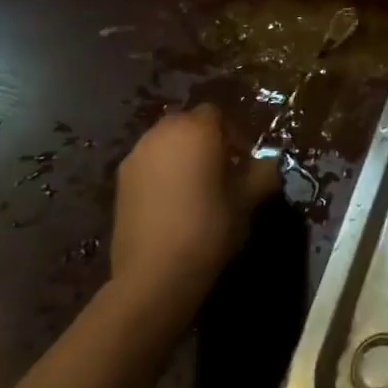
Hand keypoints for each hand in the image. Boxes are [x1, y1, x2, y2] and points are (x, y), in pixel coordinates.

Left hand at [110, 104, 279, 288]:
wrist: (154, 275)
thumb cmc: (209, 227)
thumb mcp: (249, 200)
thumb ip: (262, 172)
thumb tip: (268, 162)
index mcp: (196, 129)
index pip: (217, 113)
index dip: (233, 132)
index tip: (243, 159)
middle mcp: (162, 133)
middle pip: (189, 124)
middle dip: (206, 140)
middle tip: (222, 170)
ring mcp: (136, 157)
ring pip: (166, 143)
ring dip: (182, 156)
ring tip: (196, 188)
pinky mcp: (119, 183)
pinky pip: (149, 165)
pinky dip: (162, 174)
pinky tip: (173, 203)